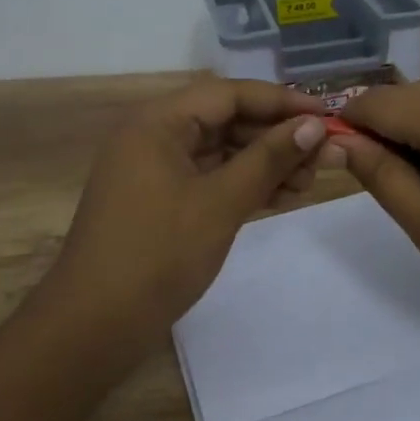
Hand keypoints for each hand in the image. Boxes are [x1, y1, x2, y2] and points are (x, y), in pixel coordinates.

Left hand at [35, 78, 329, 368]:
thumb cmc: (157, 254)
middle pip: (225, 119)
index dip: (280, 101)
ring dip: (263, 162)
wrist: (93, 327)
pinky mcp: (160, 200)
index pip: (229, 94)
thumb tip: (313, 125)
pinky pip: (209, 177)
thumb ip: (268, 159)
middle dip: (275, 135)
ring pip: (220, 151)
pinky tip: (281, 197)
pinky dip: (243, 184)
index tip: (326, 114)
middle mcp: (154, 135)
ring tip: (308, 182)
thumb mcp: (220, 203)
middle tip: (322, 155)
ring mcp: (155, 170)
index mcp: (158, 122)